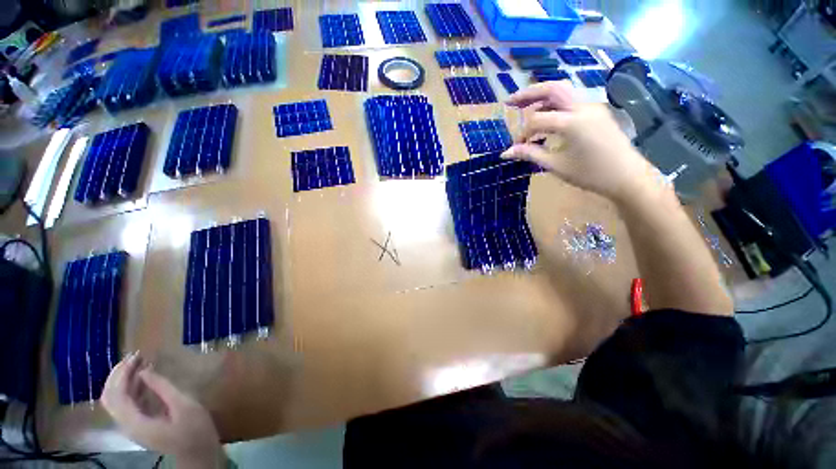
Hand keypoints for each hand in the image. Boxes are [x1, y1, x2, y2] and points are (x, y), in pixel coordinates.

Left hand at [102, 353, 225, 468]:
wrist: (198, 455)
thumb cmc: (194, 430)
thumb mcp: (184, 406)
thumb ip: (163, 388)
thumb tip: (144, 370)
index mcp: (134, 422)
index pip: (116, 395)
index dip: (122, 373)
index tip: (137, 355)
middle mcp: (127, 424)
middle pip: (110, 397)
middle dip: (118, 375)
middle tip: (135, 357)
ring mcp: (132, 425)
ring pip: (117, 400)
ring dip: (125, 380)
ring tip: (140, 362)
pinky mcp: (140, 424)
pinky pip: (128, 403)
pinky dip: (133, 388)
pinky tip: (145, 377)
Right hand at [502, 81, 657, 201]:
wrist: (627, 177)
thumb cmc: (590, 174)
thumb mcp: (556, 166)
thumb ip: (530, 154)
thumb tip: (505, 153)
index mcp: (572, 122)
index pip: (537, 120)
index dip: (523, 132)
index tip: (517, 146)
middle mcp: (583, 108)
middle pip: (552, 88)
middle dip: (529, 93)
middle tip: (510, 100)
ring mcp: (592, 107)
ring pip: (563, 92)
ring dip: (542, 97)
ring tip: (525, 107)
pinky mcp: (597, 112)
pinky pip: (572, 102)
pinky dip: (555, 105)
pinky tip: (547, 117)